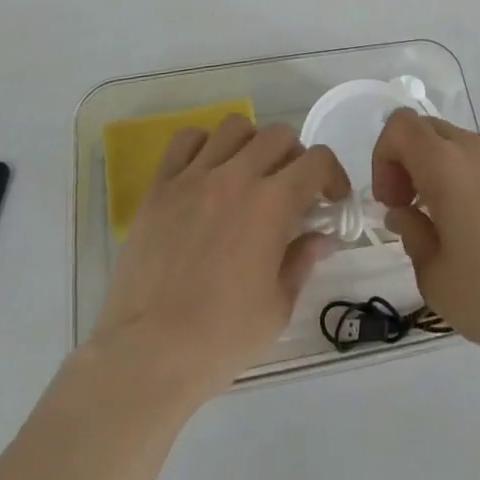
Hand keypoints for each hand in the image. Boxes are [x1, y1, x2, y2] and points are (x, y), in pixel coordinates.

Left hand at [91, 116, 347, 402]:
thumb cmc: (219, 339)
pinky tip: (207, 171)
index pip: (317, 161)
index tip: (332, 199)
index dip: (333, 175)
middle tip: (292, 189)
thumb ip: (302, 261)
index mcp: (271, 204)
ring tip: (249, 174)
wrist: (147, 353)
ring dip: (252, 144)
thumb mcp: (277, 308)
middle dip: (296, 158)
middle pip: (278, 135)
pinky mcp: (160, 186)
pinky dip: (204, 146)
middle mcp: (235, 177)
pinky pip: (186, 140)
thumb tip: (321, 237)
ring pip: (234, 127)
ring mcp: (194, 177)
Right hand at [371, 111, 479, 366]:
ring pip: (462, 146)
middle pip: (429, 130)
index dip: (384, 156)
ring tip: (452, 222)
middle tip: (412, 207)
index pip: (400, 126)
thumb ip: (411, 233)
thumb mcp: (433, 276)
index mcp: (446, 165)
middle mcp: (478, 150)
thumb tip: (406, 214)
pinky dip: (476, 181)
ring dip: (443, 171)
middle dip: (409, 161)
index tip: (393, 201)